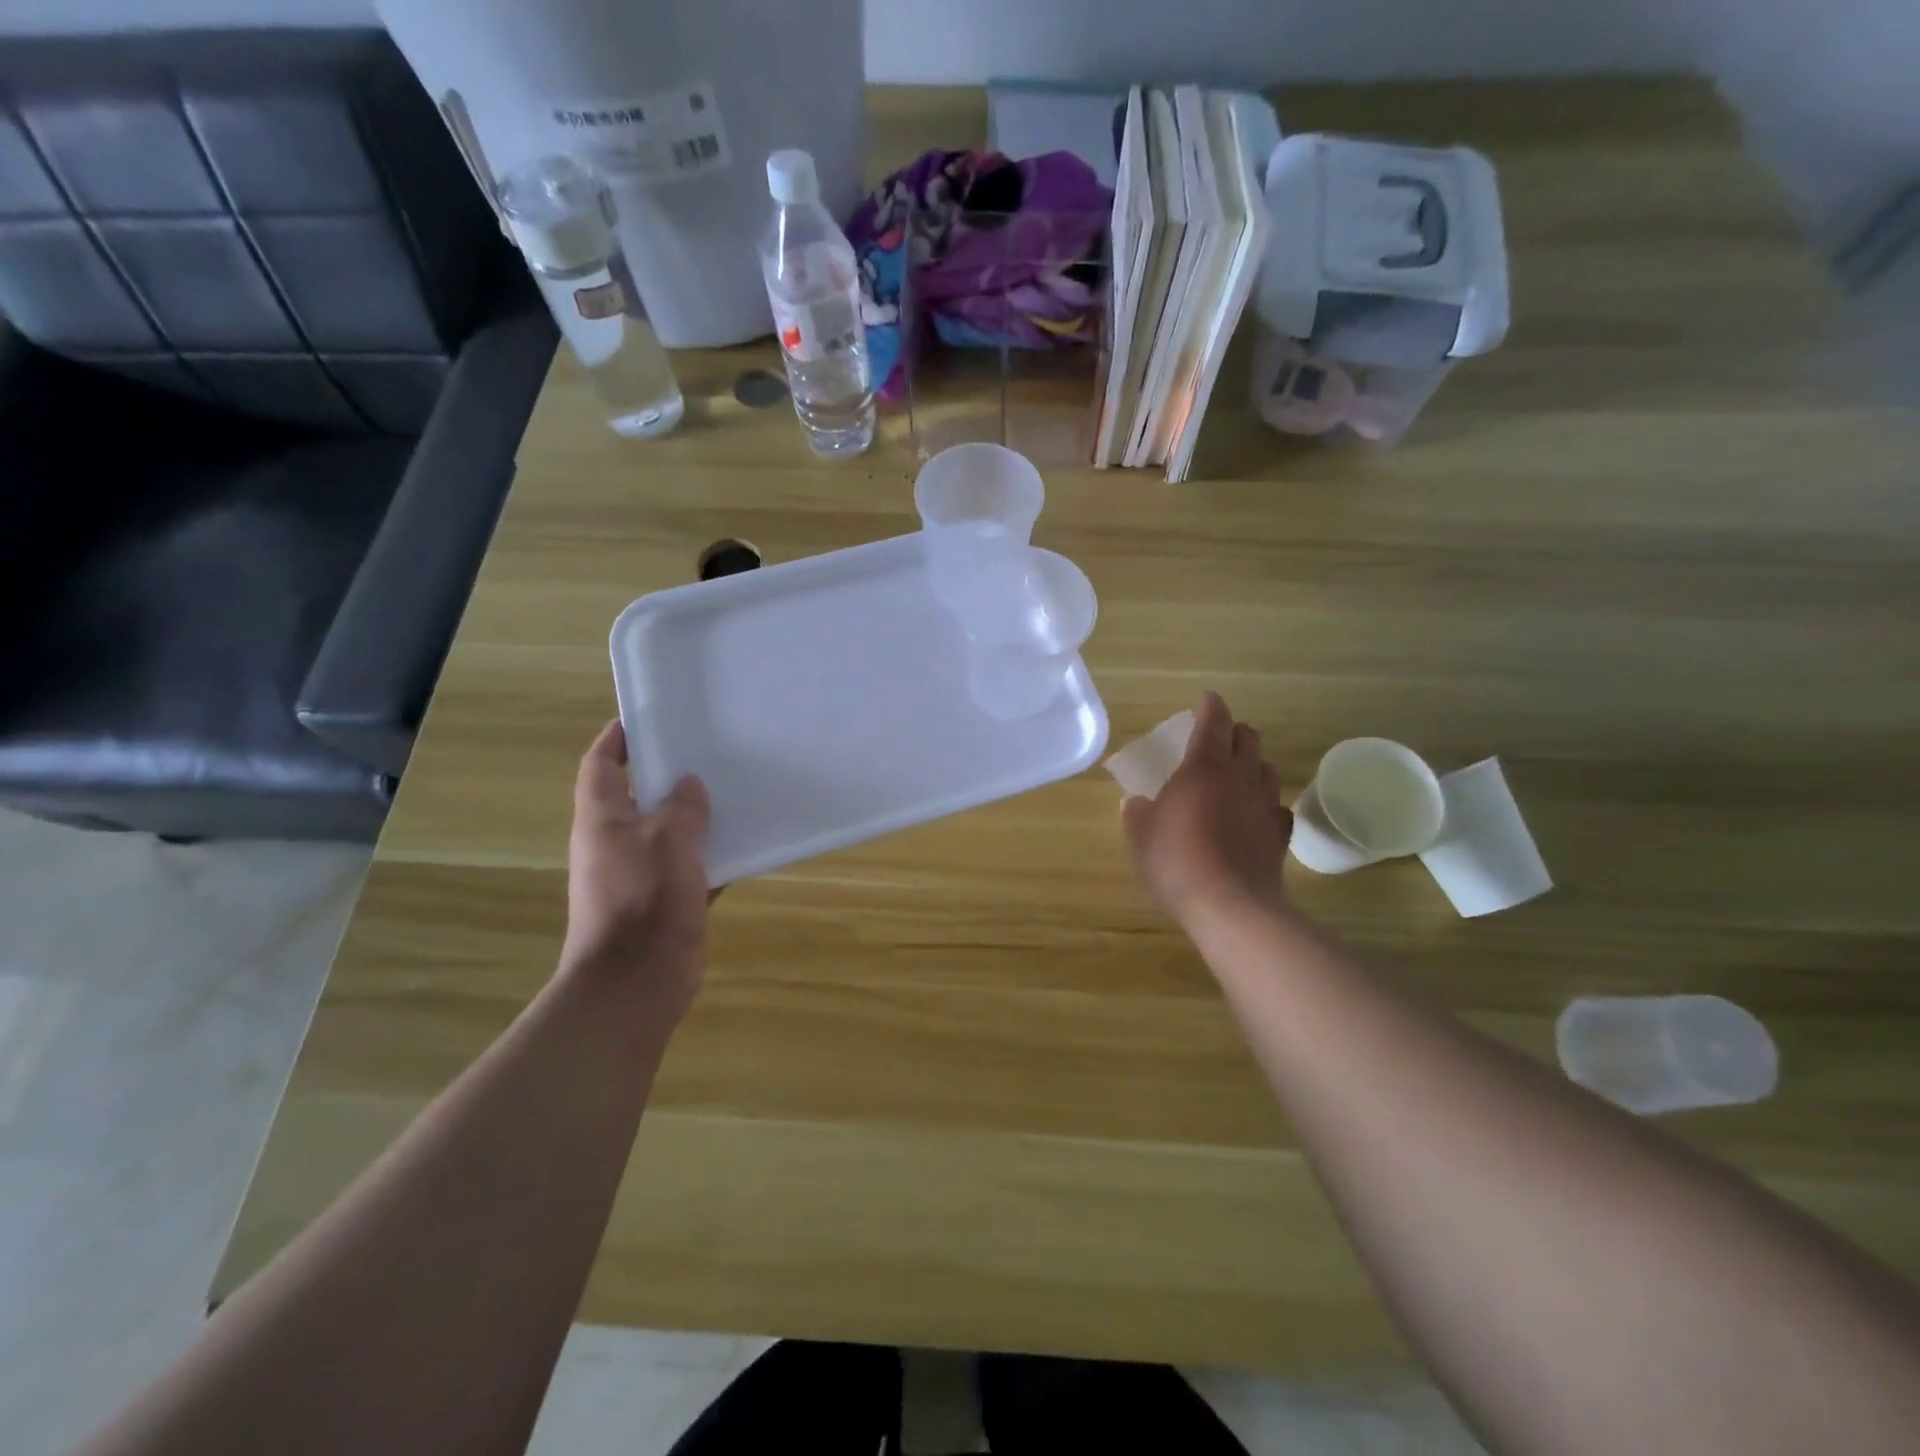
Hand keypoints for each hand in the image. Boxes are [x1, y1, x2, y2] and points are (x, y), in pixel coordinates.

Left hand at [562, 720, 711, 1019]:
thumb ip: (683, 807)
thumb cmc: (644, 901)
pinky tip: (748, 843)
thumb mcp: (668, 841)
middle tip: (710, 749)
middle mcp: (617, 841)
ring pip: (671, 831)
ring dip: (698, 815)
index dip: (619, 738)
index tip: (649, 717)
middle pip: (639, 795)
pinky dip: (715, 855)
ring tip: (737, 789)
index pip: (601, 764)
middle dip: (670, 773)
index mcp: (603, 819)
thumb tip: (689, 784)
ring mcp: (641, 873)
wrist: (636, 982)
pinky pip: (693, 866)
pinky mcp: (666, 900)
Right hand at [1123, 692, 1292, 924]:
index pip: (1214, 722)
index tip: (1206, 699)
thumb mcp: (1140, 836)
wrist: (1230, 906)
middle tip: (1219, 737)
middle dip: (1234, 731)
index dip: (1210, 707)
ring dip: (1253, 763)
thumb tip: (1136, 803)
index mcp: (1204, 768)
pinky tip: (1255, 813)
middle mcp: (1240, 777)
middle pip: (1248, 739)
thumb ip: (1137, 814)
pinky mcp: (1279, 835)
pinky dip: (1266, 802)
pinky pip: (1277, 807)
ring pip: (1267, 769)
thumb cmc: (1176, 861)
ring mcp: (1264, 805)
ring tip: (1239, 773)